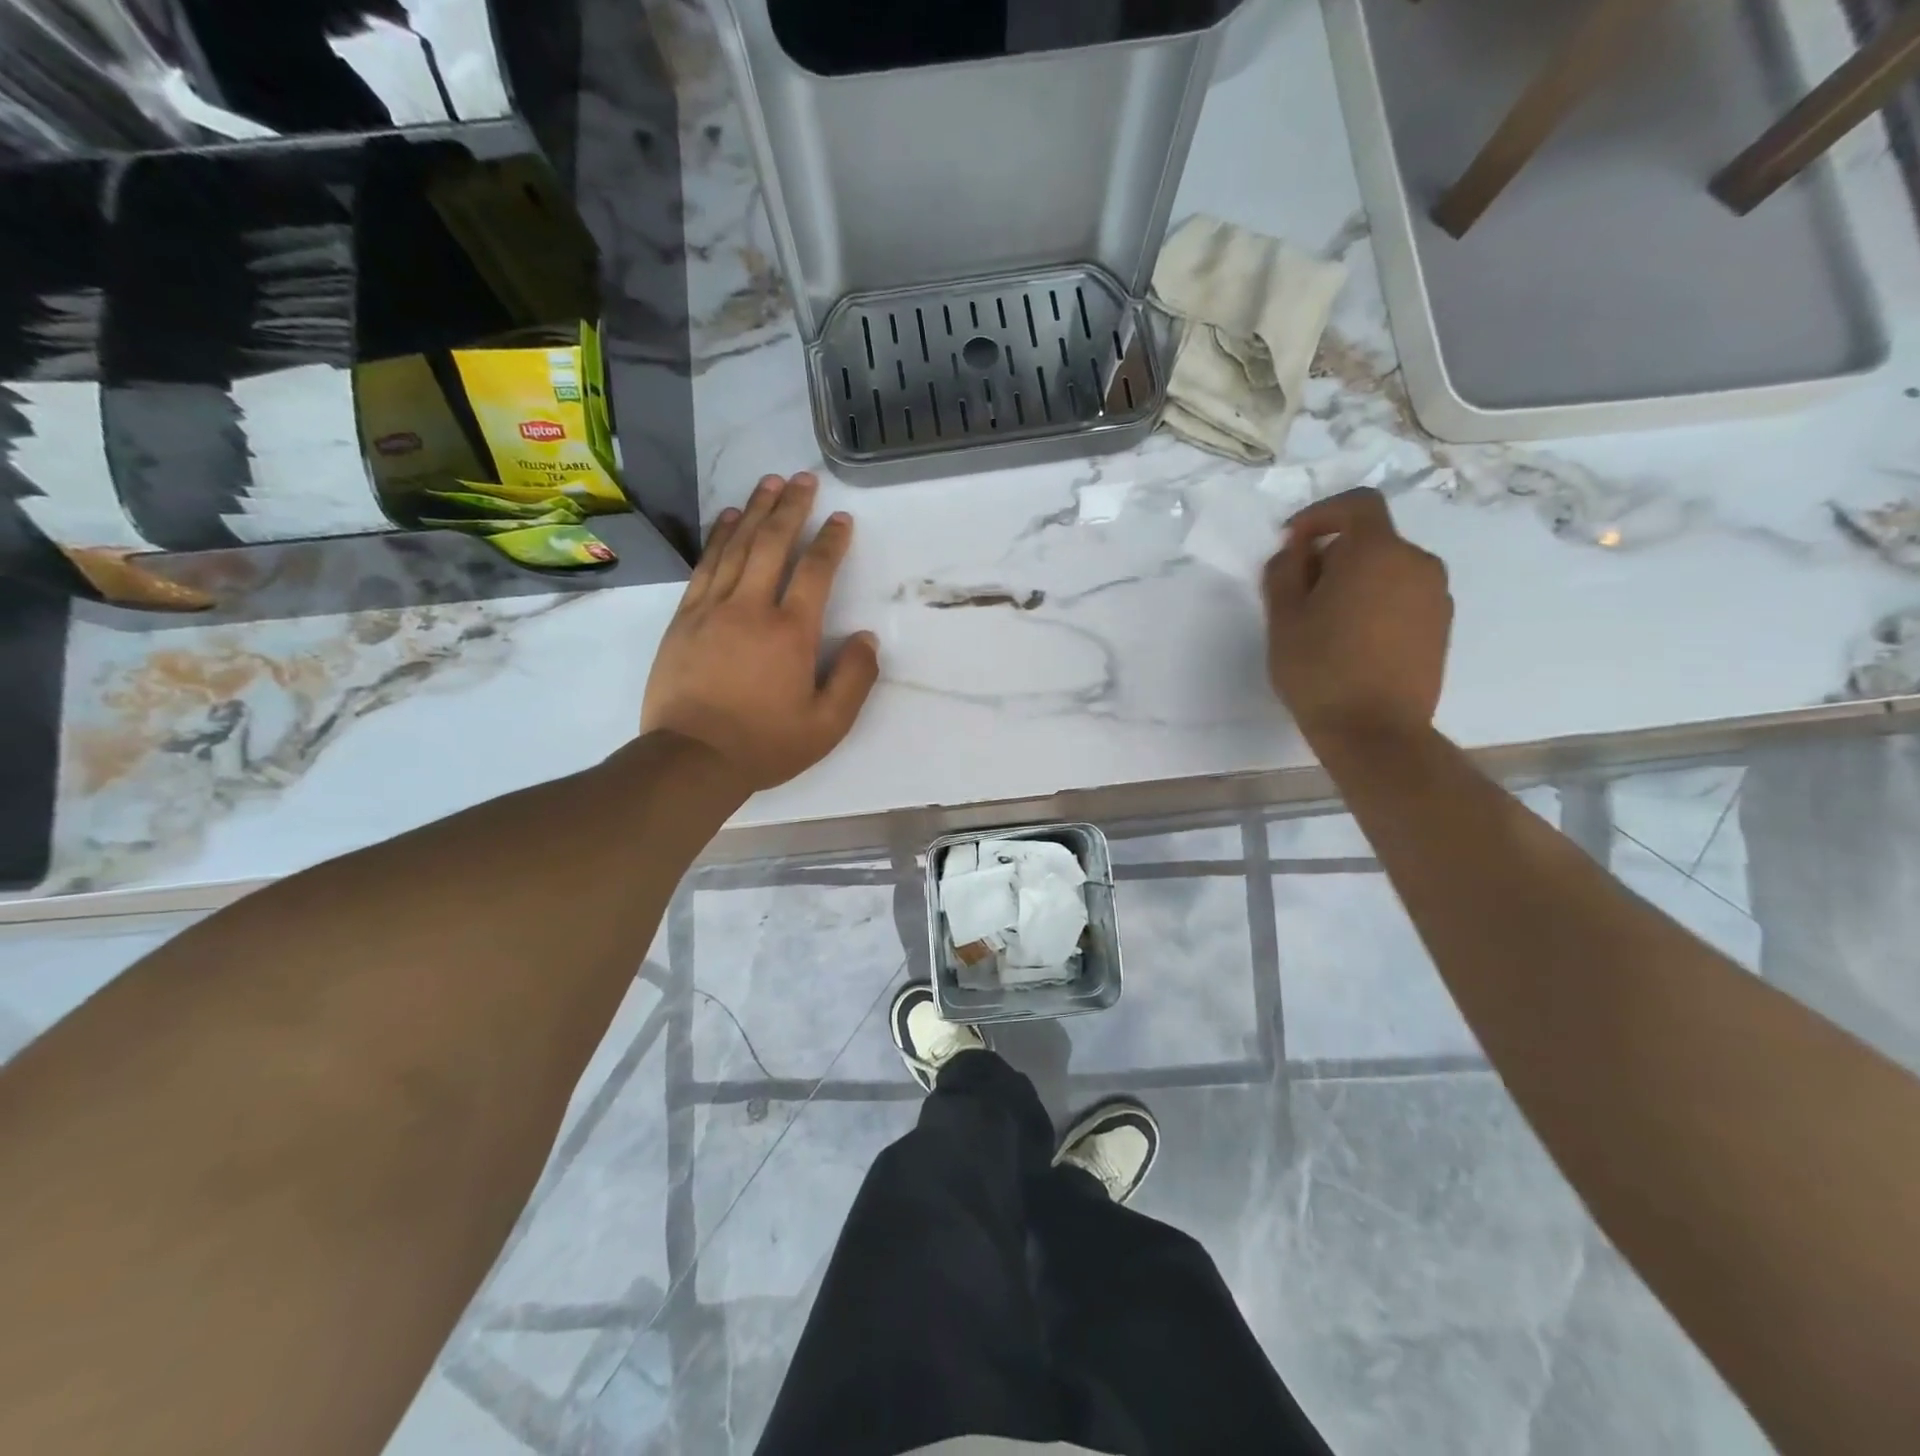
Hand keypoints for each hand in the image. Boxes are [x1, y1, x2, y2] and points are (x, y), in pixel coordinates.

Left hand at [641, 473, 880, 791]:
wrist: (691, 759)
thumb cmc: (765, 744)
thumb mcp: (827, 726)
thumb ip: (855, 679)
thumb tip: (867, 638)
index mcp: (792, 632)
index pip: (816, 571)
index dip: (831, 541)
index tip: (841, 518)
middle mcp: (752, 608)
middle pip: (773, 544)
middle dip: (791, 507)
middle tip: (803, 478)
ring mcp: (713, 609)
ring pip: (737, 547)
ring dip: (756, 511)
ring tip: (770, 483)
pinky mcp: (684, 618)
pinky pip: (705, 565)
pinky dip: (720, 537)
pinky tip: (729, 519)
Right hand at [1262, 487, 1452, 744]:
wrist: (1376, 732)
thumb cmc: (1321, 670)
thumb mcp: (1283, 618)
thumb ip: (1284, 571)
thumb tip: (1296, 551)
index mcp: (1377, 552)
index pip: (1357, 504)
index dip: (1321, 514)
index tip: (1293, 543)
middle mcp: (1417, 563)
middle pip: (1372, 539)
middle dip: (1334, 554)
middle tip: (1301, 591)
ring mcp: (1436, 595)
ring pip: (1389, 568)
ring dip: (1357, 579)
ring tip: (1326, 621)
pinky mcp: (1441, 626)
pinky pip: (1404, 595)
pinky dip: (1378, 601)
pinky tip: (1354, 639)